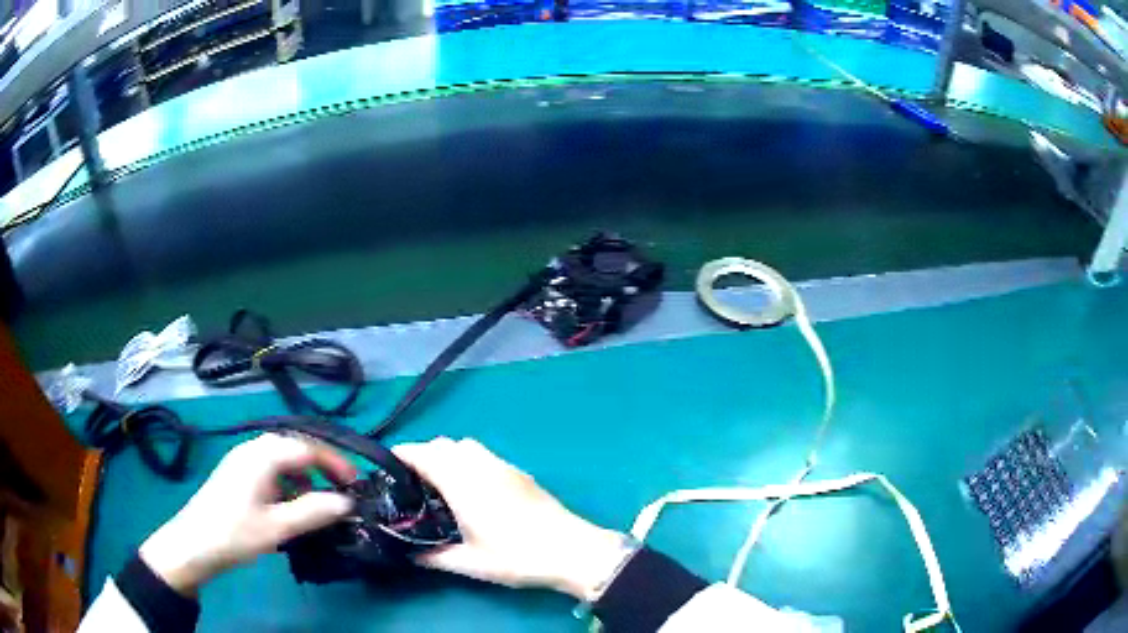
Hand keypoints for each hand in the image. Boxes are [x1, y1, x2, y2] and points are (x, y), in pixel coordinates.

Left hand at [139, 433, 356, 595]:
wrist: (194, 544)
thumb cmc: (235, 533)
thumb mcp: (278, 527)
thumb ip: (314, 512)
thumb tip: (348, 502)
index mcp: (263, 455)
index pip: (308, 448)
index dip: (336, 464)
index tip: (357, 485)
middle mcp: (253, 449)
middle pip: (295, 448)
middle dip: (322, 467)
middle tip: (342, 491)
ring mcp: (243, 460)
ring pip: (283, 459)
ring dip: (304, 477)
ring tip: (316, 504)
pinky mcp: (238, 473)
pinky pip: (270, 469)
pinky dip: (288, 483)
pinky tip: (289, 506)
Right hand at [394, 438, 631, 600]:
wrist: (570, 550)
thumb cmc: (516, 557)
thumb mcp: (470, 563)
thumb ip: (434, 558)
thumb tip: (410, 557)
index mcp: (462, 483)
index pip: (424, 454)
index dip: (402, 455)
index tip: (387, 466)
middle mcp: (480, 466)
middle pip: (443, 444)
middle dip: (423, 455)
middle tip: (412, 482)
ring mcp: (503, 466)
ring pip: (466, 445)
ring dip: (447, 455)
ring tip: (441, 485)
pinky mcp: (519, 473)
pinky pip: (484, 455)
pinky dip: (468, 461)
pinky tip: (472, 490)